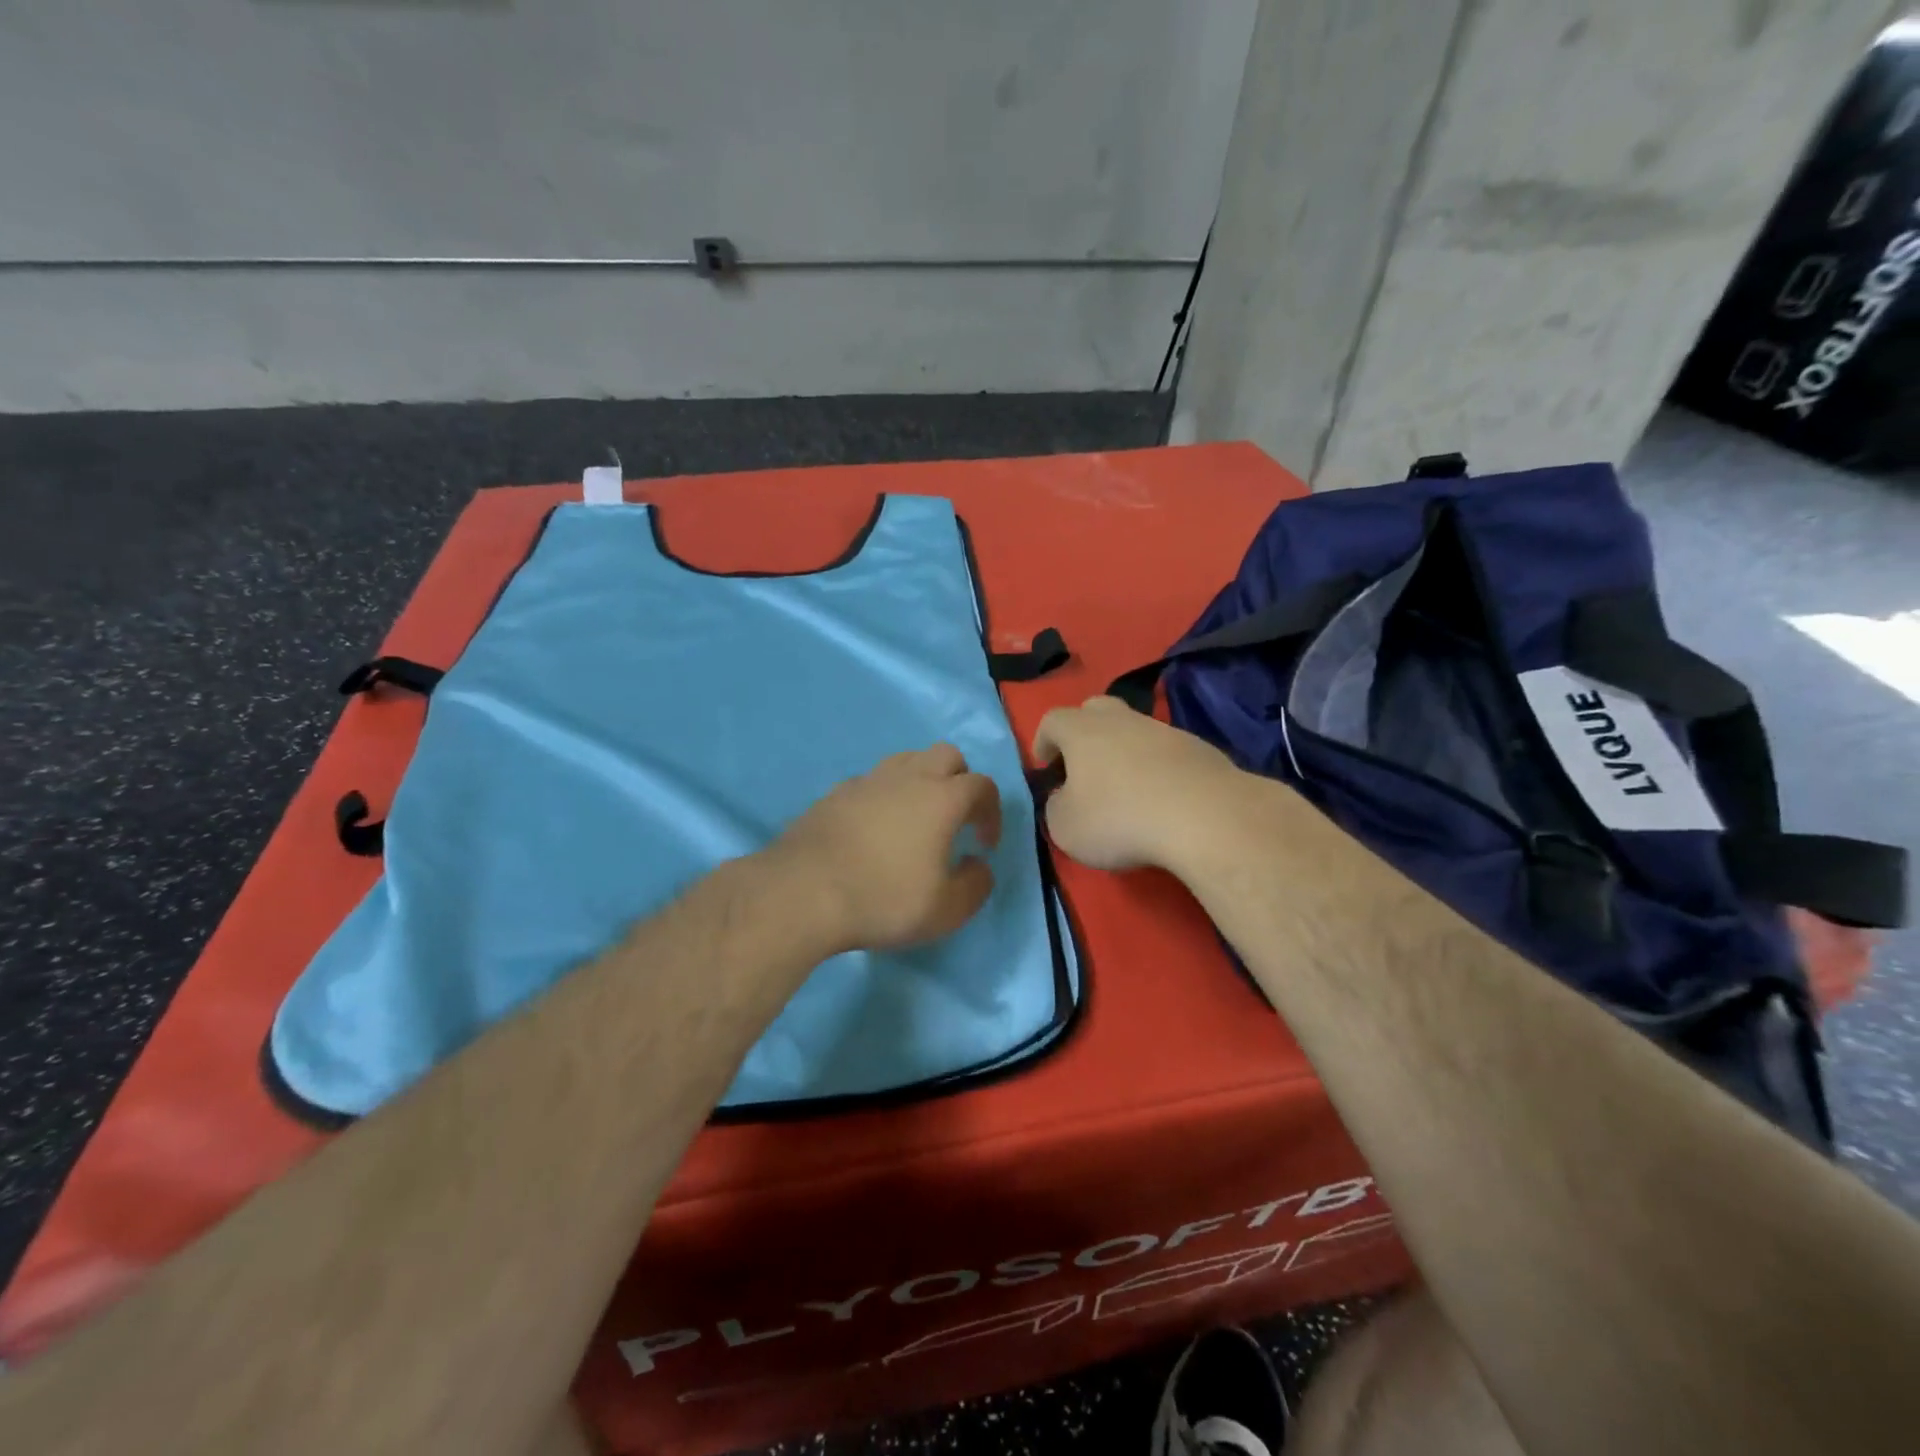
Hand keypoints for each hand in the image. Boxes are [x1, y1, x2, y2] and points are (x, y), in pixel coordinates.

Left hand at [770, 744, 1001, 953]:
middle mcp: (907, 777)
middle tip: (955, 819)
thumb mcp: (946, 910)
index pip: (982, 786)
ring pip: (906, 760)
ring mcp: (867, 781)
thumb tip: (978, 865)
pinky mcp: (835, 793)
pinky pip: (872, 781)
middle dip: (960, 781)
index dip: (992, 812)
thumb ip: (975, 885)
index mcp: (941, 798)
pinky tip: (875, 829)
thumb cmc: (883, 899)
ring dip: (922, 781)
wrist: (803, 891)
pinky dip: (884, 796)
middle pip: (946, 756)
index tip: (984, 844)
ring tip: (915, 820)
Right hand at [1032, 696, 1247, 872]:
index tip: (1045, 765)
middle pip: (1096, 709)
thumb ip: (1056, 807)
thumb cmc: (1119, 819)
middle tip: (1082, 764)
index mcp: (1082, 730)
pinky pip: (1167, 752)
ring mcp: (1164, 731)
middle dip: (1084, 731)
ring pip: (1135, 729)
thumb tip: (1064, 798)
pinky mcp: (1199, 749)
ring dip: (1124, 751)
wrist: (1205, 816)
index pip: (1052, 720)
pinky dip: (1158, 768)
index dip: (1043, 740)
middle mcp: (1122, 719)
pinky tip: (1162, 798)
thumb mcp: (1066, 827)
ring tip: (1125, 787)